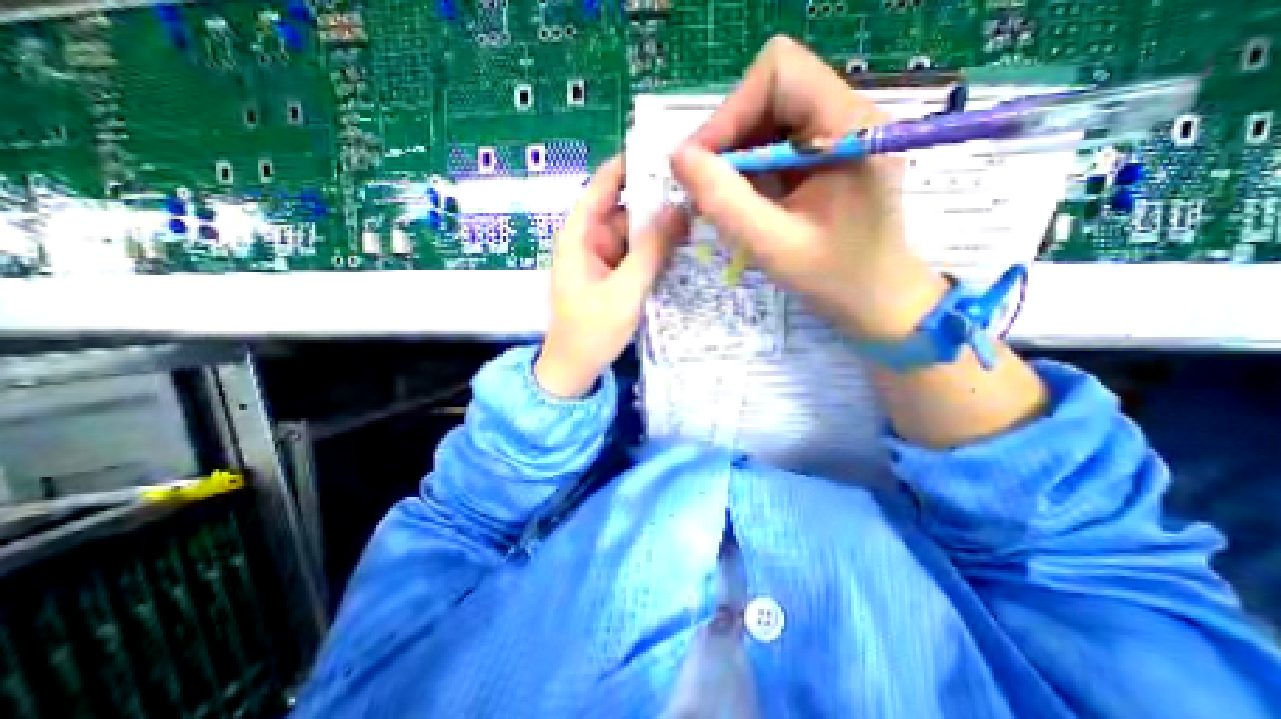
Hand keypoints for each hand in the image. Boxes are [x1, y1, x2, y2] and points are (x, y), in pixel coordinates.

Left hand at [535, 154, 689, 398]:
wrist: (575, 370)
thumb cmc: (591, 331)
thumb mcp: (625, 289)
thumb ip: (652, 249)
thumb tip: (681, 208)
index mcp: (580, 233)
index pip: (606, 182)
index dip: (635, 162)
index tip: (672, 150)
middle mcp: (591, 238)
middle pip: (627, 206)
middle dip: (660, 199)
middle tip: (702, 190)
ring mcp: (604, 257)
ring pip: (636, 231)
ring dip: (663, 227)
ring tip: (703, 215)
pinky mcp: (615, 274)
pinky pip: (638, 253)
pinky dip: (657, 250)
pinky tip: (686, 245)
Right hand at [673, 36, 948, 339]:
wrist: (877, 300)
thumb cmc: (835, 280)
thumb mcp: (774, 245)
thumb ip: (725, 201)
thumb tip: (678, 157)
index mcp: (848, 126)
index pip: (778, 73)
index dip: (730, 113)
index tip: (701, 165)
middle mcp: (845, 116)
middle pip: (769, 92)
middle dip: (728, 138)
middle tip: (705, 188)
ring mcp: (835, 135)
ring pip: (766, 118)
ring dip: (734, 157)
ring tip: (721, 201)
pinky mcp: (824, 156)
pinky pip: (773, 144)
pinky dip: (747, 170)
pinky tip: (742, 203)